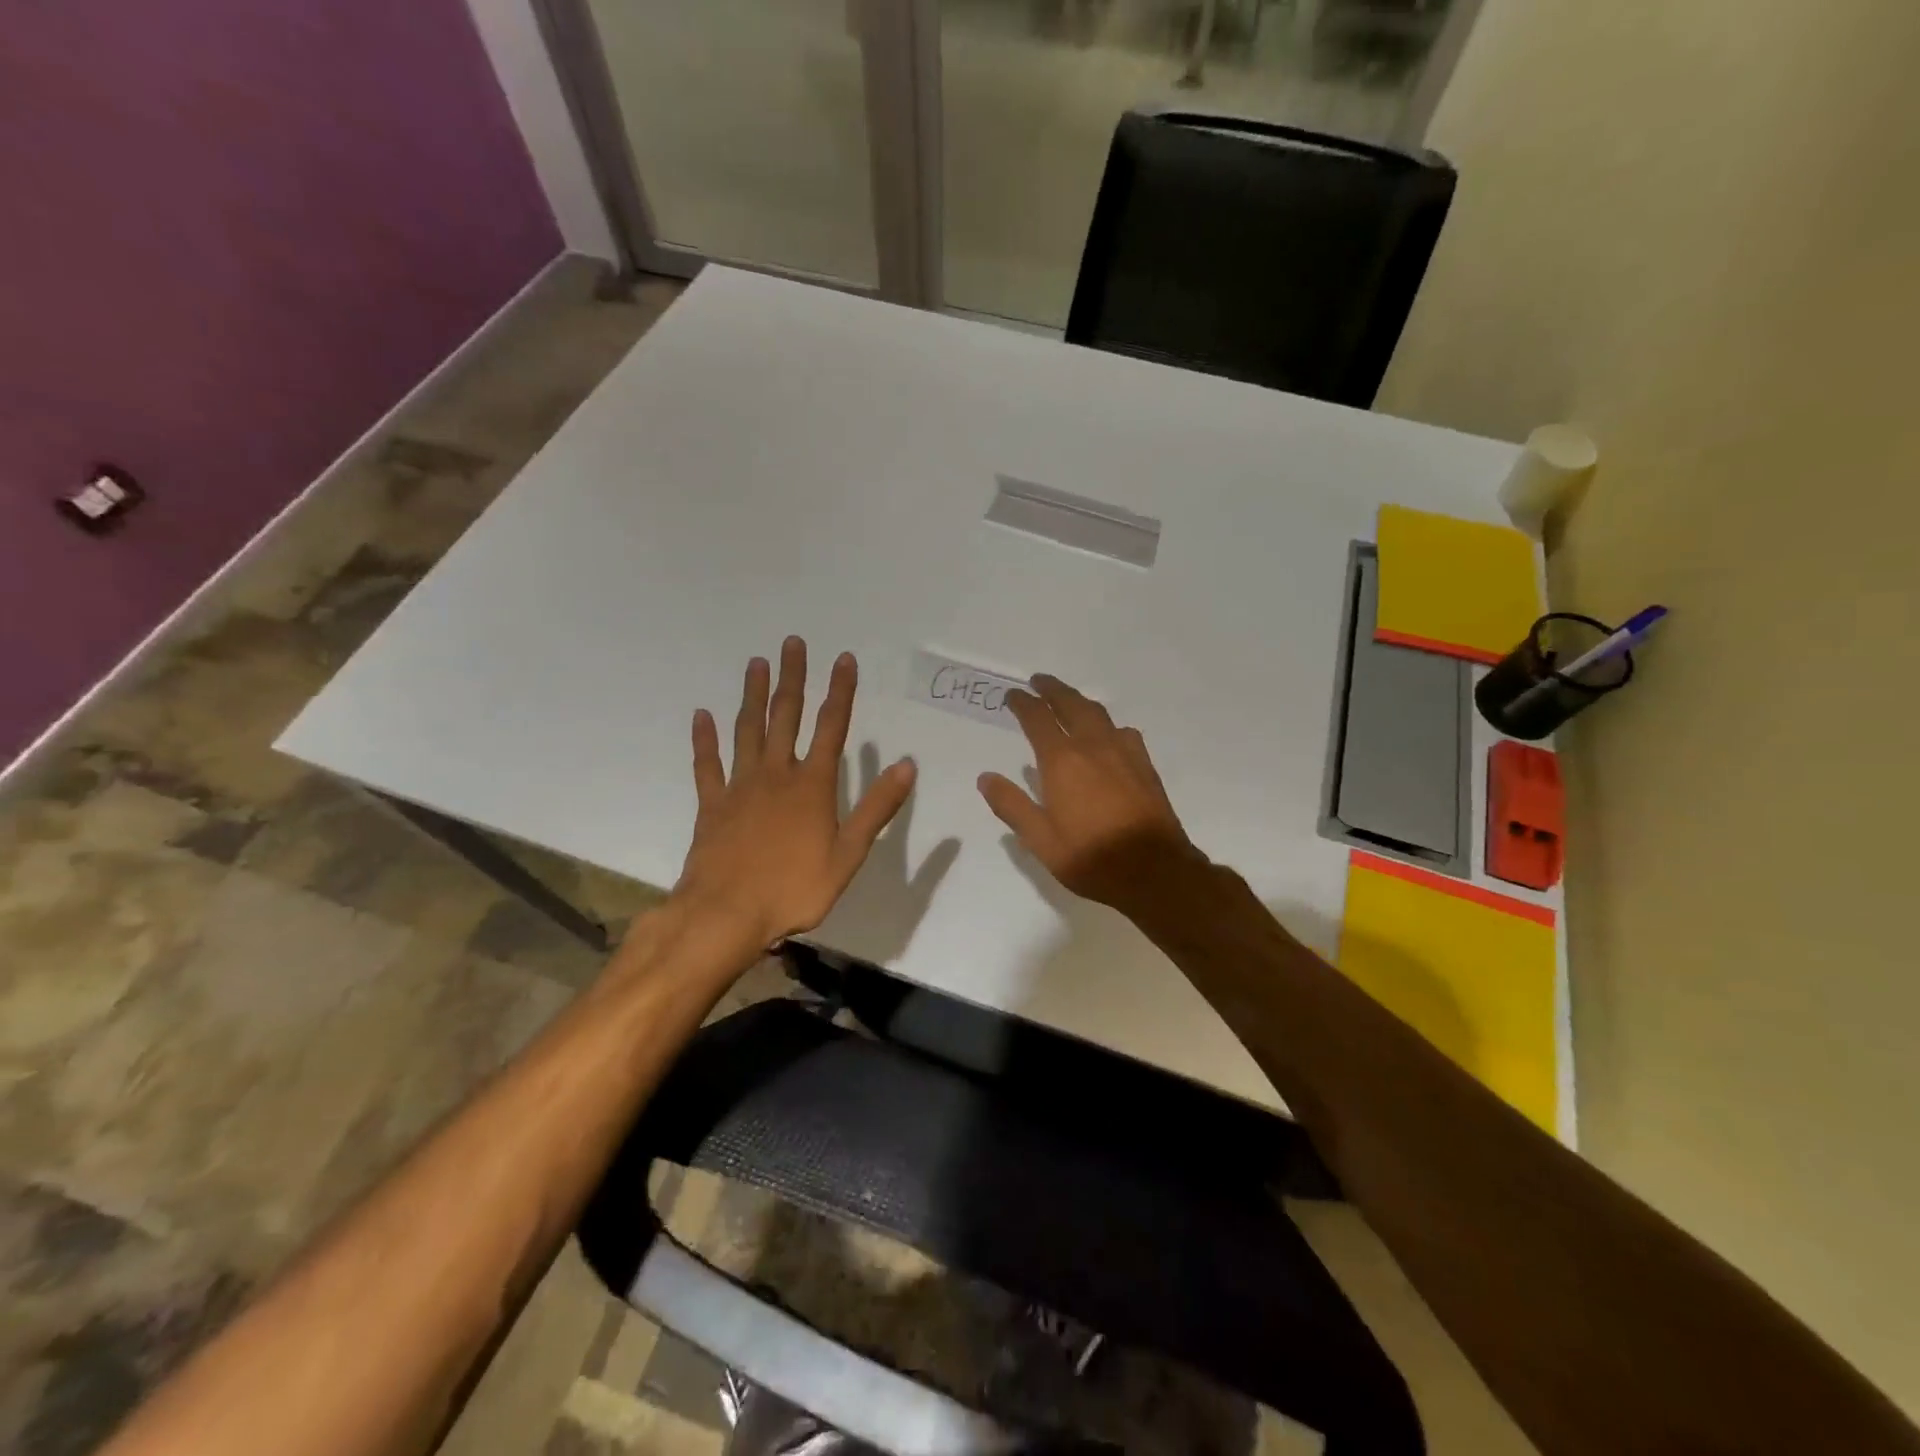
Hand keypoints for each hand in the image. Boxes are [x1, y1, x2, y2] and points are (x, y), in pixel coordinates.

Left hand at [676, 637, 916, 946]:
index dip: (840, 692)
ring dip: (753, 696)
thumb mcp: (849, 853)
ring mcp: (740, 787)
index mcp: (812, 786)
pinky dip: (704, 739)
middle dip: (793, 678)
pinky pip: (707, 764)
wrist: (727, 913)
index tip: (843, 658)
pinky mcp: (712, 805)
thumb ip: (876, 808)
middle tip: (792, 643)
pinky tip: (702, 715)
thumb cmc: (794, 888)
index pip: (831, 727)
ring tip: (756, 664)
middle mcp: (776, 775)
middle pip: (785, 717)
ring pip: (747, 730)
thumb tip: (906, 765)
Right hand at [977, 674, 1203, 914]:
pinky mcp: (1145, 766)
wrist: (1154, 871)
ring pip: (1098, 714)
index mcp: (1062, 761)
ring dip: (1079, 701)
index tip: (1012, 695)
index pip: (1038, 719)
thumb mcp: (1040, 840)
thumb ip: (1012, 805)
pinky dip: (1107, 724)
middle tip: (1039, 681)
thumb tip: (986, 777)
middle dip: (1052, 689)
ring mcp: (1124, 753)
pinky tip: (1108, 735)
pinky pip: (1123, 732)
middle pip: (1071, 705)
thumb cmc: (1091, 857)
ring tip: (1069, 700)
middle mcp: (1093, 747)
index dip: (1023, 704)